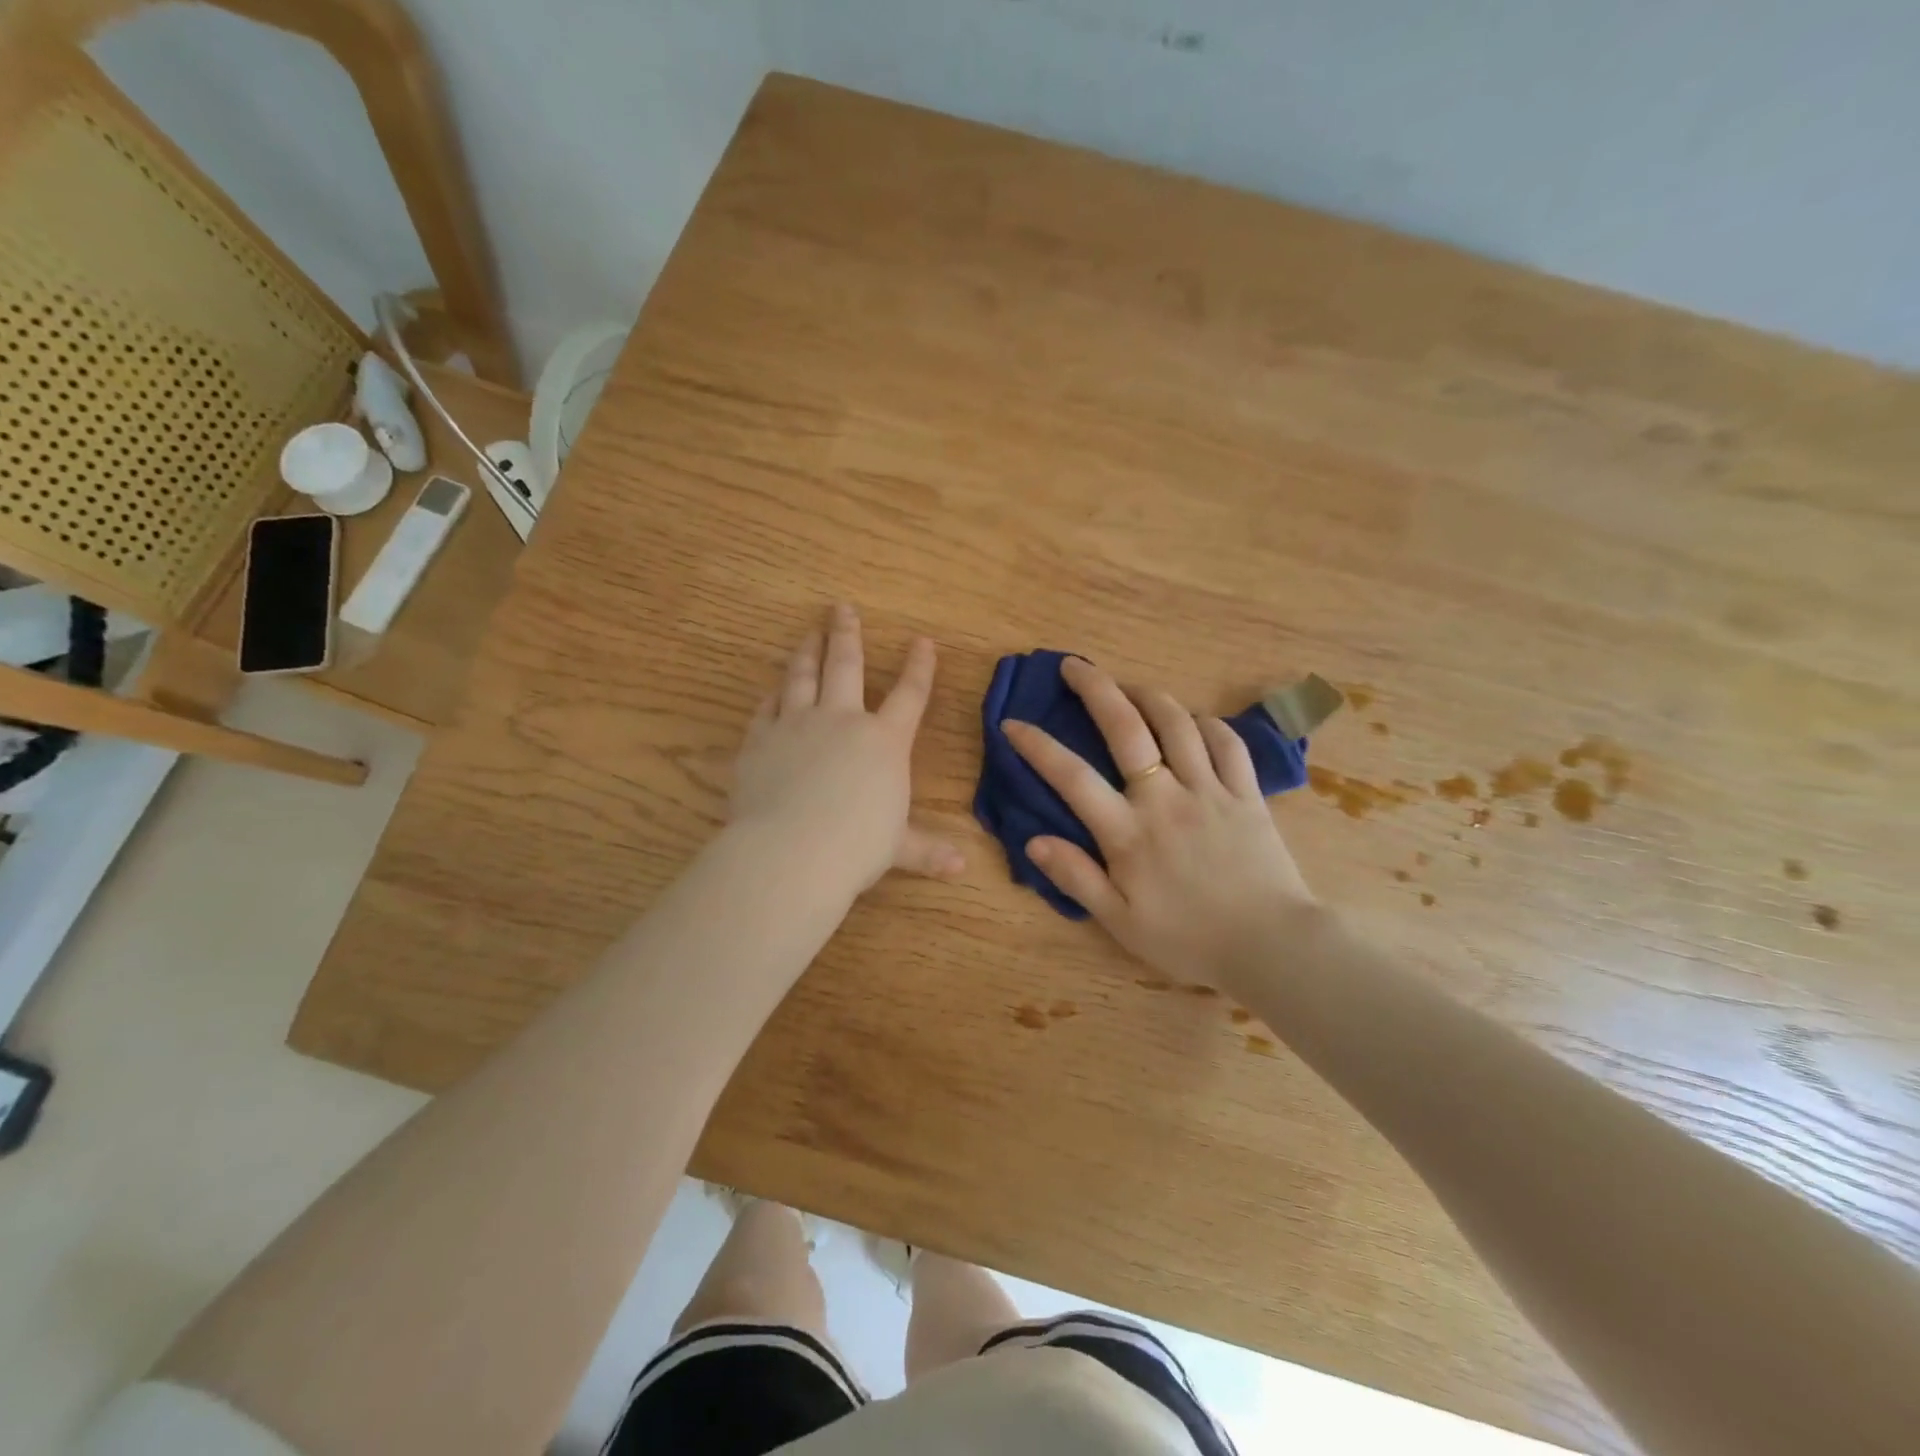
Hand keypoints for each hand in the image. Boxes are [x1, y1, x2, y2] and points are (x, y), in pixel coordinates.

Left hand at [730, 604, 963, 893]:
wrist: (792, 852)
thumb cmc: (857, 847)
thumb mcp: (897, 849)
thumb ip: (926, 851)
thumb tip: (961, 867)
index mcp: (884, 742)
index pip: (909, 695)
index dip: (919, 667)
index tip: (922, 641)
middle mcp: (842, 721)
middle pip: (846, 665)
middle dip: (847, 634)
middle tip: (842, 607)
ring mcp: (797, 726)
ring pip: (802, 676)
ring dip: (807, 651)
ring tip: (808, 633)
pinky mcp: (760, 741)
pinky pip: (767, 708)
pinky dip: (772, 695)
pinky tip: (772, 689)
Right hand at [1003, 657, 1315, 990]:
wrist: (1272, 948)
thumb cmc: (1189, 940)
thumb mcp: (1120, 921)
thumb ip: (1076, 877)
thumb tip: (1033, 840)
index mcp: (1128, 832)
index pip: (1072, 777)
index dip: (1037, 746)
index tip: (1013, 723)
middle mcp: (1165, 798)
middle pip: (1127, 728)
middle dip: (1096, 689)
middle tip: (1074, 666)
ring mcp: (1210, 790)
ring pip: (1178, 723)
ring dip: (1149, 695)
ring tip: (1129, 686)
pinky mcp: (1247, 794)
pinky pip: (1227, 742)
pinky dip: (1206, 723)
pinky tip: (1193, 720)